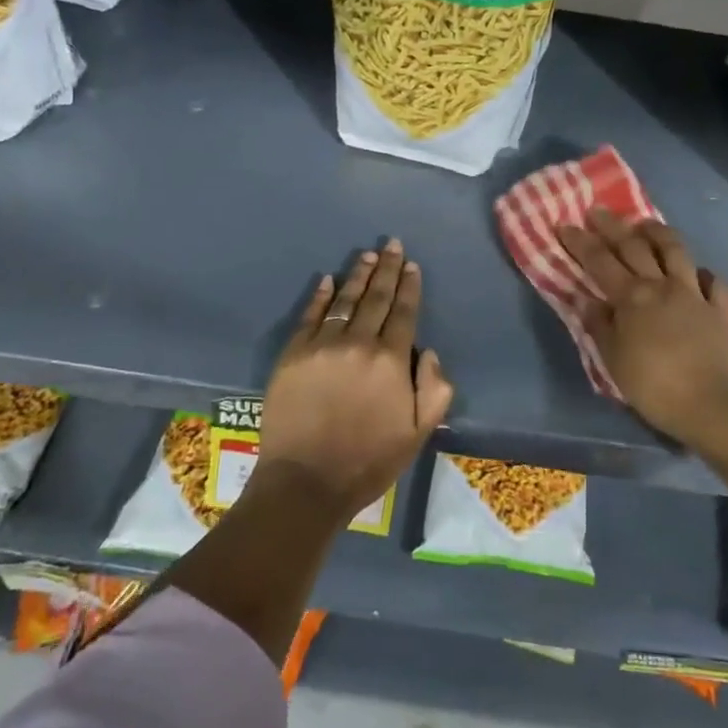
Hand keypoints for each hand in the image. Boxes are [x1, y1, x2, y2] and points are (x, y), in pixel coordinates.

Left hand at [254, 238, 452, 520]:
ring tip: (367, 255)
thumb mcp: (418, 433)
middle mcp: (358, 344)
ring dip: (357, 276)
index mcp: (392, 361)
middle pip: (375, 298)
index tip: (411, 265)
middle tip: (391, 244)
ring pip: (345, 301)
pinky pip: (309, 317)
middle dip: (386, 269)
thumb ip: (434, 390)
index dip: (409, 287)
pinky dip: (320, 297)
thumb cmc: (368, 461)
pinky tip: (327, 281)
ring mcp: (322, 347)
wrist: (306, 482)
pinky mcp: (293, 355)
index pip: (403, 312)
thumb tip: (430, 353)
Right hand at [558, 209, 727, 446]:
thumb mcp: (613, 360)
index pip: (599, 262)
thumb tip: (585, 299)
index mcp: (632, 298)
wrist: (711, 404)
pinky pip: (714, 283)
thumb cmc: (653, 386)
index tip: (565, 224)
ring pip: (676, 251)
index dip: (581, 242)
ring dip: (658, 233)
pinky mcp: (721, 309)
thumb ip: (600, 325)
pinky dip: (704, 274)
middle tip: (598, 211)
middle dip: (613, 227)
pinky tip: (699, 273)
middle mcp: (662, 286)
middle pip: (635, 247)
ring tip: (645, 223)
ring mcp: (695, 294)